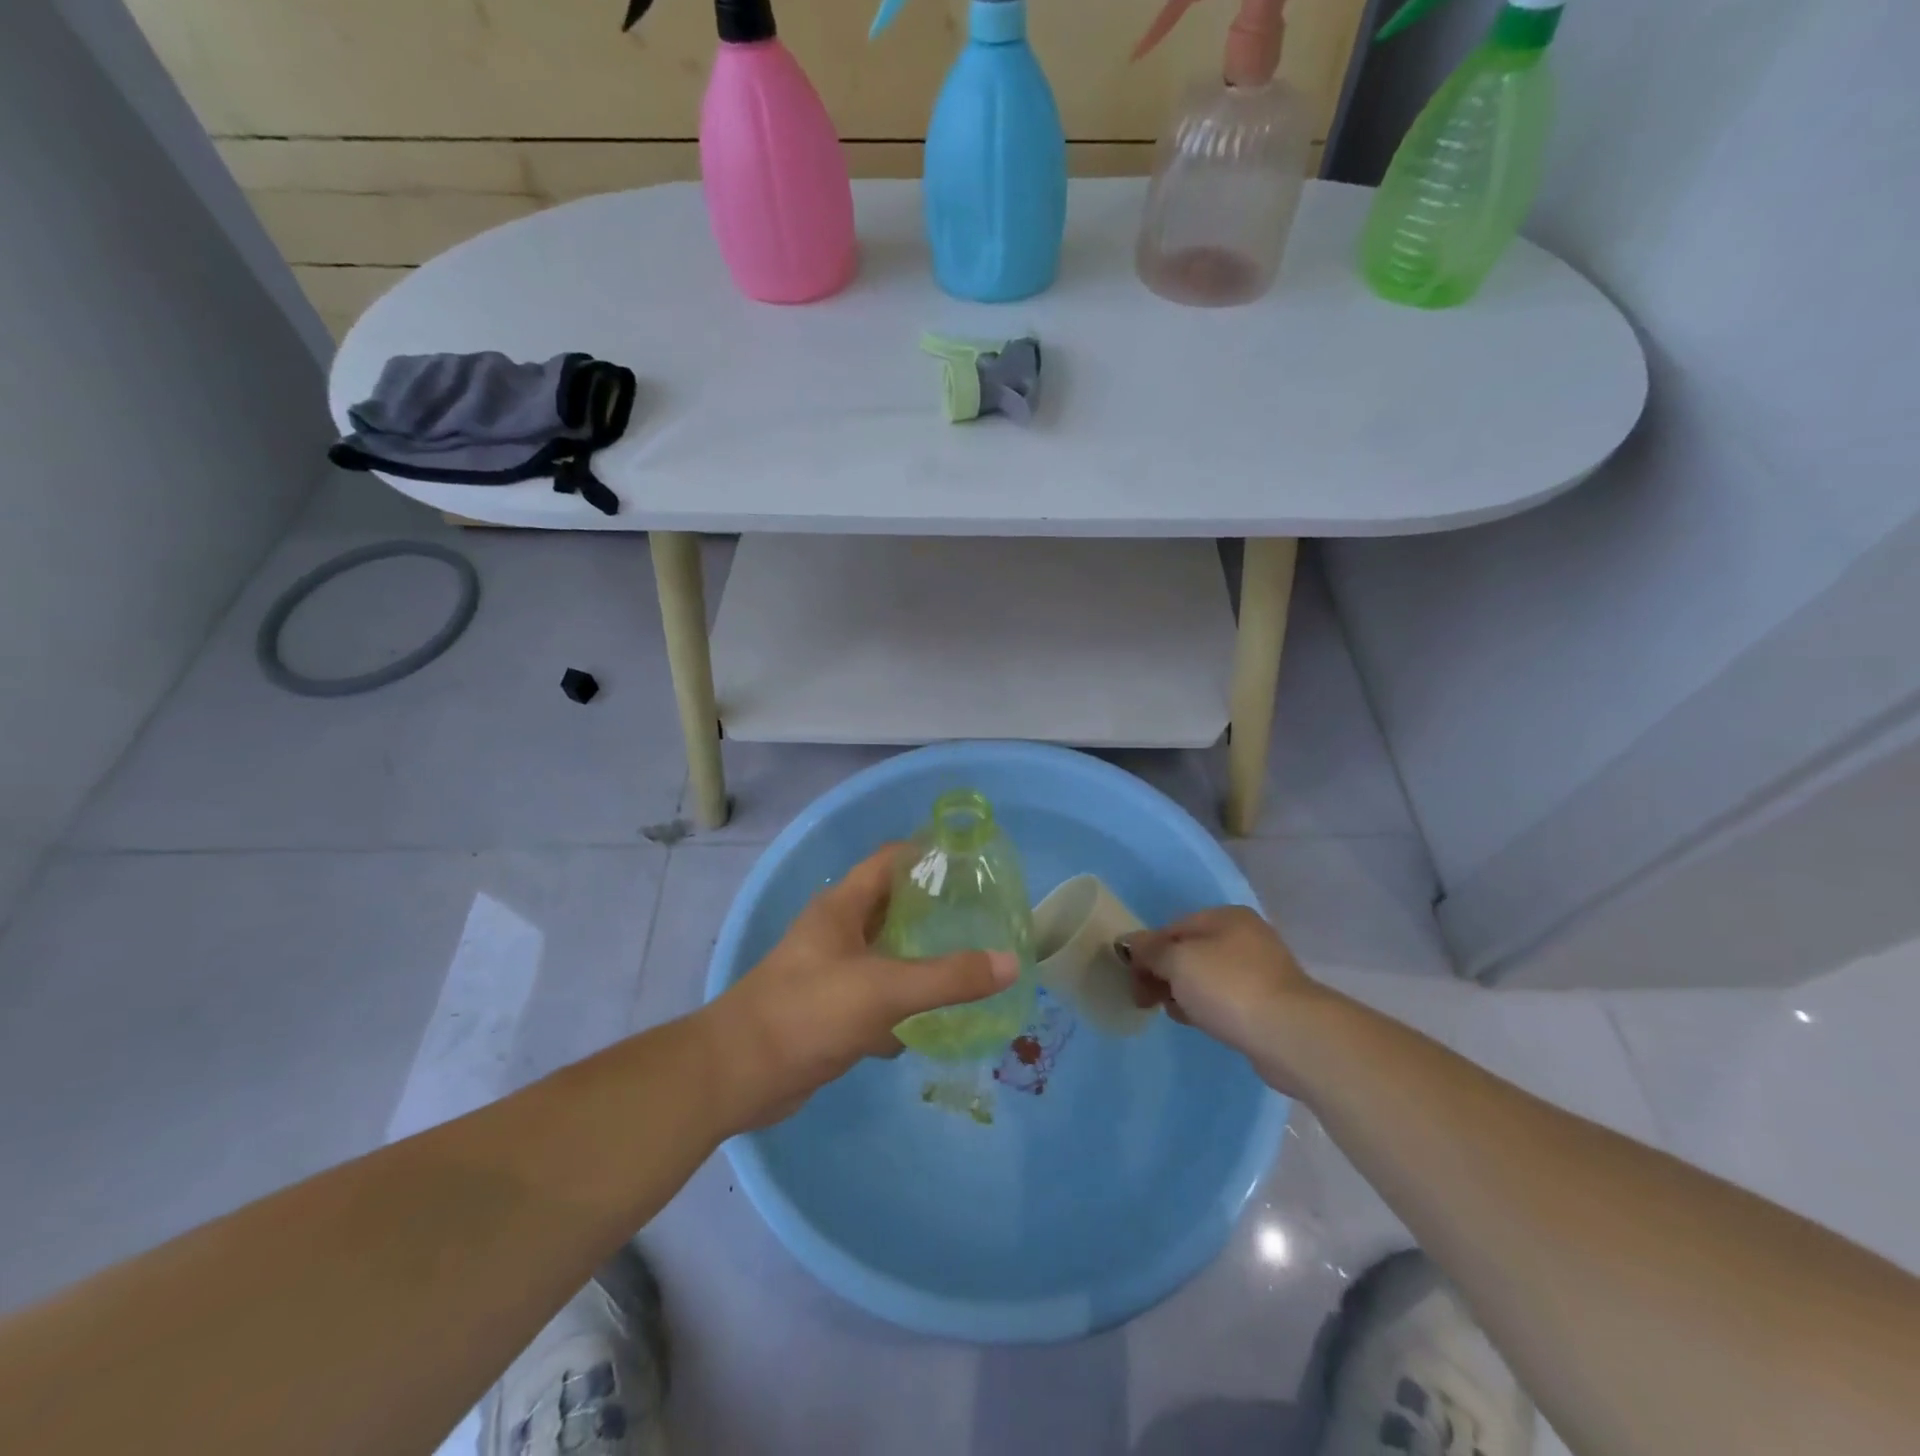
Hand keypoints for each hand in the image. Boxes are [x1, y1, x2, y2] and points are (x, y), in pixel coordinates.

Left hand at [701, 845, 1018, 1129]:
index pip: (891, 860)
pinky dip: (904, 1006)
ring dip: (922, 959)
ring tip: (971, 962)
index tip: (974, 862)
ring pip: (887, 955)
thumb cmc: (808, 1012)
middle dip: (935, 910)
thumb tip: (1012, 963)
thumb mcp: (884, 989)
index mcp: (843, 907)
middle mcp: (837, 931)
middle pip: (893, 907)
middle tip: (984, 917)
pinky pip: (878, 998)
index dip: (929, 854)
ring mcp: (832, 972)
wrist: (739, 1075)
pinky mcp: (831, 1011)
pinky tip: (936, 1021)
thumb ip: (948, 978)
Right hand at [1118, 906, 1326, 1095]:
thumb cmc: (1229, 987)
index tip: (1133, 981)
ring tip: (1175, 1014)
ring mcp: (1261, 970)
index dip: (1146, 952)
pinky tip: (1200, 1023)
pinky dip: (1207, 1007)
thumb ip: (1150, 950)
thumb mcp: (1178, 962)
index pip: (1172, 928)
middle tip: (1146, 1001)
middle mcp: (1246, 936)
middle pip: (1189, 951)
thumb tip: (1131, 942)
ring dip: (1184, 992)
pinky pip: (1225, 999)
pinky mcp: (1269, 1003)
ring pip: (1207, 977)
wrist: (1291, 1035)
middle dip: (1163, 974)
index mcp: (1226, 916)